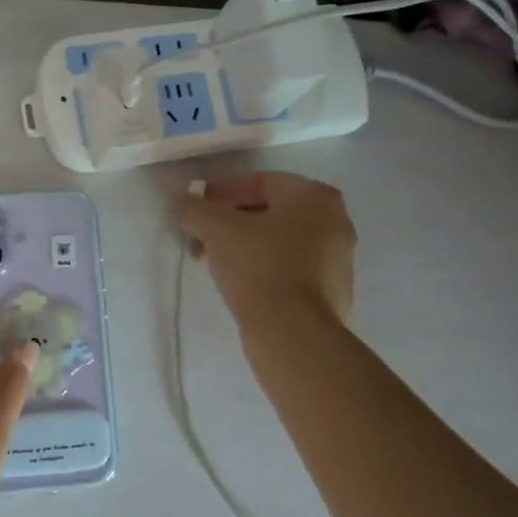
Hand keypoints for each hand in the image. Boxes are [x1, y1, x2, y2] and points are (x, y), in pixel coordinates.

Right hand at [176, 171, 355, 328]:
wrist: (294, 334)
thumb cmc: (259, 266)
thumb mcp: (215, 229)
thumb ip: (193, 208)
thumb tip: (179, 200)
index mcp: (316, 197)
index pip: (260, 181)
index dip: (222, 191)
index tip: (196, 208)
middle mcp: (336, 222)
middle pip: (269, 212)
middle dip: (229, 221)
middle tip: (199, 237)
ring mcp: (338, 261)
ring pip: (278, 242)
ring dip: (243, 246)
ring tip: (212, 262)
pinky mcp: (331, 294)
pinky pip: (289, 270)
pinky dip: (262, 269)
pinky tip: (237, 284)